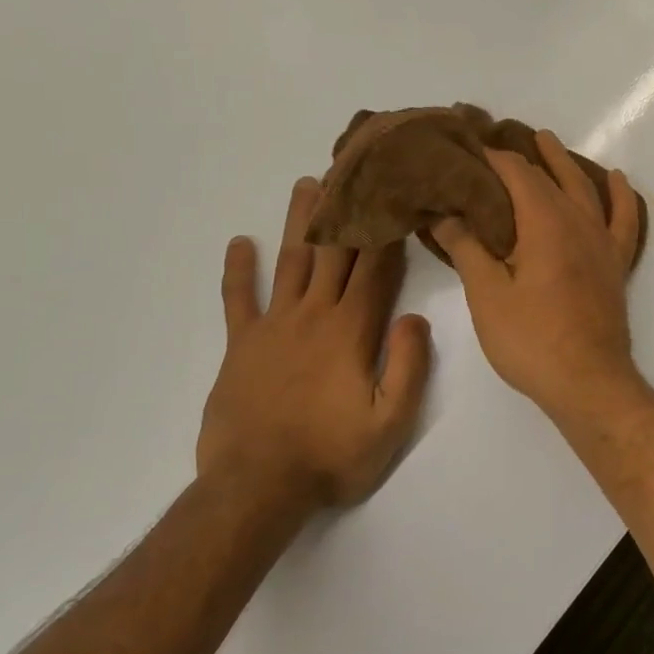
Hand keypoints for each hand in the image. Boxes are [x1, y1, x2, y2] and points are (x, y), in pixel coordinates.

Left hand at [197, 178, 431, 511]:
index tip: (393, 192)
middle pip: (332, 251)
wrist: (257, 487)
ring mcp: (273, 327)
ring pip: (290, 261)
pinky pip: (237, 300)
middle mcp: (313, 315)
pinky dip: (237, 271)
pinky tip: (238, 243)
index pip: (375, 268)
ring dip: (299, 221)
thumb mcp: (390, 422)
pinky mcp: (240, 346)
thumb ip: (408, 366)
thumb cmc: (332, 455)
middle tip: (349, 166)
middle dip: (345, 207)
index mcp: (352, 330)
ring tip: (306, 184)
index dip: (386, 229)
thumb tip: (415, 317)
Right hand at [433, 130, 644, 422]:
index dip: (492, 157)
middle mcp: (578, 221)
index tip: (469, 145)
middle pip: (551, 174)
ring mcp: (602, 241)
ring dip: (565, 162)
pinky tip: (616, 180)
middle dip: (525, 153)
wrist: (588, 381)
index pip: (516, 174)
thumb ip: (467, 248)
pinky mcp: (616, 263)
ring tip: (548, 142)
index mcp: (544, 222)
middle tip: (502, 134)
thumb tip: (444, 213)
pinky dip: (619, 196)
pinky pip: (624, 219)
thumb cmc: (531, 340)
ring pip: (586, 188)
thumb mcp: (487, 295)